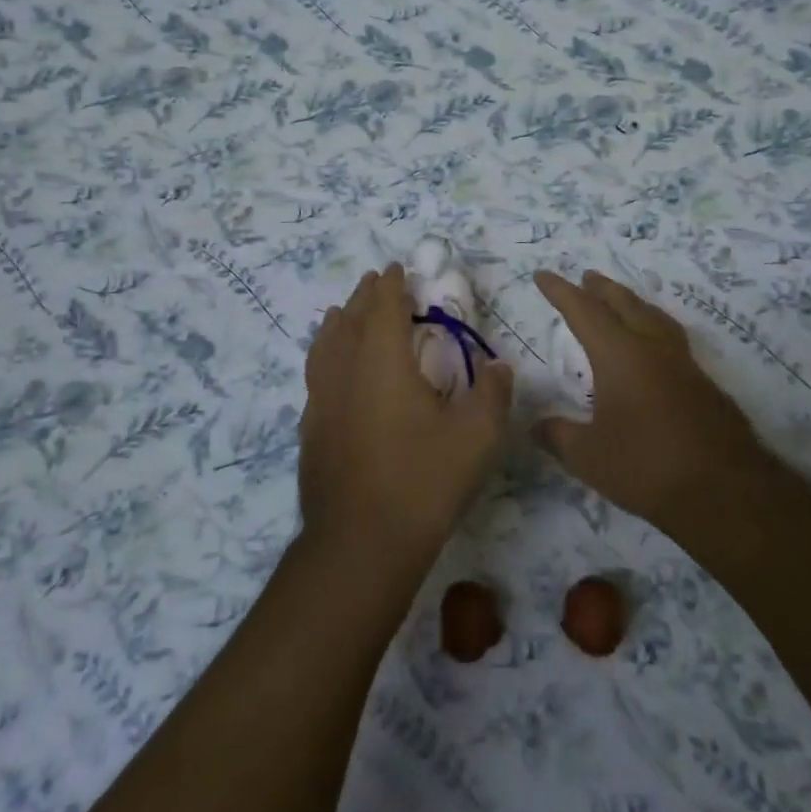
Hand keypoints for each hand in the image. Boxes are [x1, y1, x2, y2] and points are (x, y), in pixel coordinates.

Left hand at [299, 265, 512, 574]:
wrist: (361, 542)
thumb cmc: (423, 481)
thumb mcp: (477, 437)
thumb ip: (493, 394)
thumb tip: (500, 366)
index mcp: (383, 360)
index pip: (384, 307)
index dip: (391, 284)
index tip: (395, 268)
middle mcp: (346, 370)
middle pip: (350, 319)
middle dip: (363, 297)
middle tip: (373, 282)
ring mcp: (322, 400)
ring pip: (324, 346)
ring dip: (336, 323)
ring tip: (338, 313)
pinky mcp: (310, 429)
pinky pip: (315, 376)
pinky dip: (323, 357)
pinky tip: (329, 372)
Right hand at [534, 270, 763, 531]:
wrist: (726, 492)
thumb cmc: (647, 467)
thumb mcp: (588, 457)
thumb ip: (558, 436)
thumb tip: (537, 426)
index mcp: (620, 354)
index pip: (583, 311)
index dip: (560, 291)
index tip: (542, 275)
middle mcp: (653, 348)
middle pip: (625, 304)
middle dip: (602, 288)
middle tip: (586, 276)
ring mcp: (684, 364)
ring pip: (655, 317)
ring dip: (633, 303)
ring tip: (623, 302)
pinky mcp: (705, 385)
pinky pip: (673, 340)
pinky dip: (655, 329)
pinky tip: (655, 349)